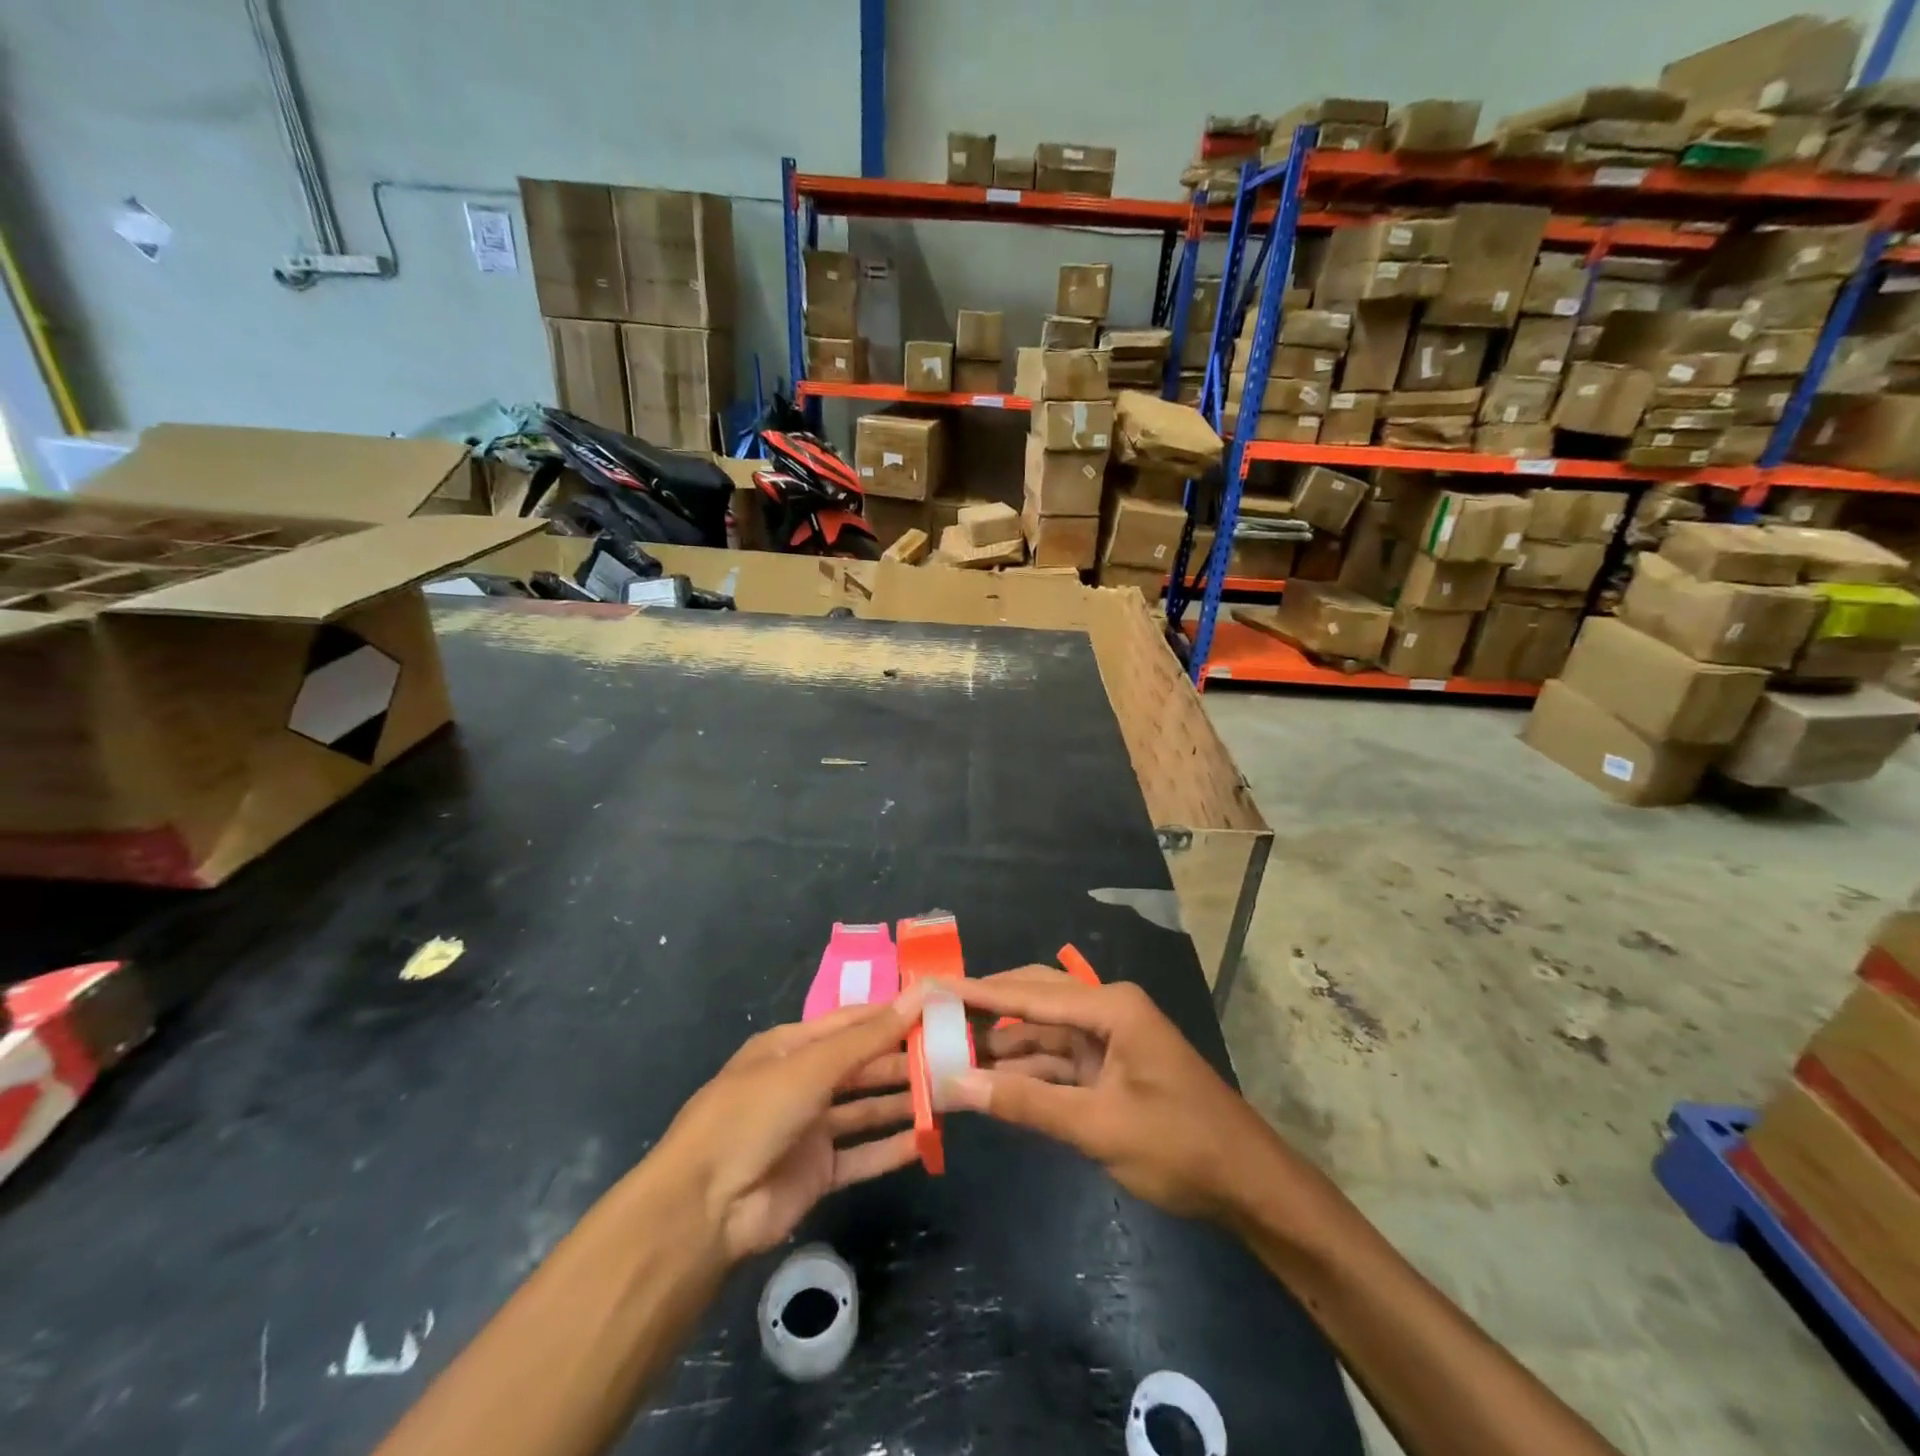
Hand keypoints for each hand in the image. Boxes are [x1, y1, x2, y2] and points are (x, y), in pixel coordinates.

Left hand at [655, 985, 929, 1260]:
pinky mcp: (817, 1172)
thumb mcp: (812, 1066)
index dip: (890, 1014)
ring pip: (865, 1108)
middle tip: (952, 1054)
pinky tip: (927, 1140)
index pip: (850, 1022)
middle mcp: (801, 1082)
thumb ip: (869, 1037)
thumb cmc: (755, 1114)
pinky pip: (862, 1154)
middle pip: (861, 1065)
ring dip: (902, 1101)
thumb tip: (918, 993)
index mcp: (791, 1046)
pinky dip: (891, 1148)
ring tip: (949, 1092)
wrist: (705, 1208)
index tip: (935, 1008)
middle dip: (902, 1059)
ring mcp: (809, 1129)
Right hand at [944, 969, 1279, 1221]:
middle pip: (1032, 999)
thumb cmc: (1180, 1147)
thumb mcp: (1098, 1127)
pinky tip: (985, 1077)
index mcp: (1110, 1006)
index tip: (930, 987)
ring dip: (999, 1044)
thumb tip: (955, 1084)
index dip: (976, 992)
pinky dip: (1023, 1070)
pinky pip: (1055, 1059)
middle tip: (931, 1015)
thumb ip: (1025, 1102)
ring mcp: (1107, 1039)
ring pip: (1040, 1032)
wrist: (1249, 1186)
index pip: (1029, 993)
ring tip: (945, 1047)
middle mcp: (1106, 1010)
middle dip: (984, 1010)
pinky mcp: (1107, 1068)